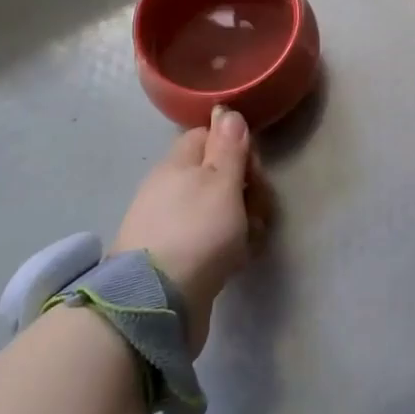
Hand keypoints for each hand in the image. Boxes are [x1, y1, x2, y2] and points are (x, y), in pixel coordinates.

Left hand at [112, 107, 270, 354]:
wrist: (156, 303)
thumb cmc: (197, 232)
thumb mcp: (221, 182)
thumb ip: (228, 146)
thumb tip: (225, 110)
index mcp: (177, 164)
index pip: (209, 136)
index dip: (237, 148)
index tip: (253, 171)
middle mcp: (169, 189)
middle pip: (217, 174)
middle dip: (246, 189)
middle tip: (257, 210)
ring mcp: (169, 225)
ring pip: (217, 209)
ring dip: (242, 221)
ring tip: (251, 240)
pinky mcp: (174, 258)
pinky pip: (209, 240)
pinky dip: (227, 247)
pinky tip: (237, 261)